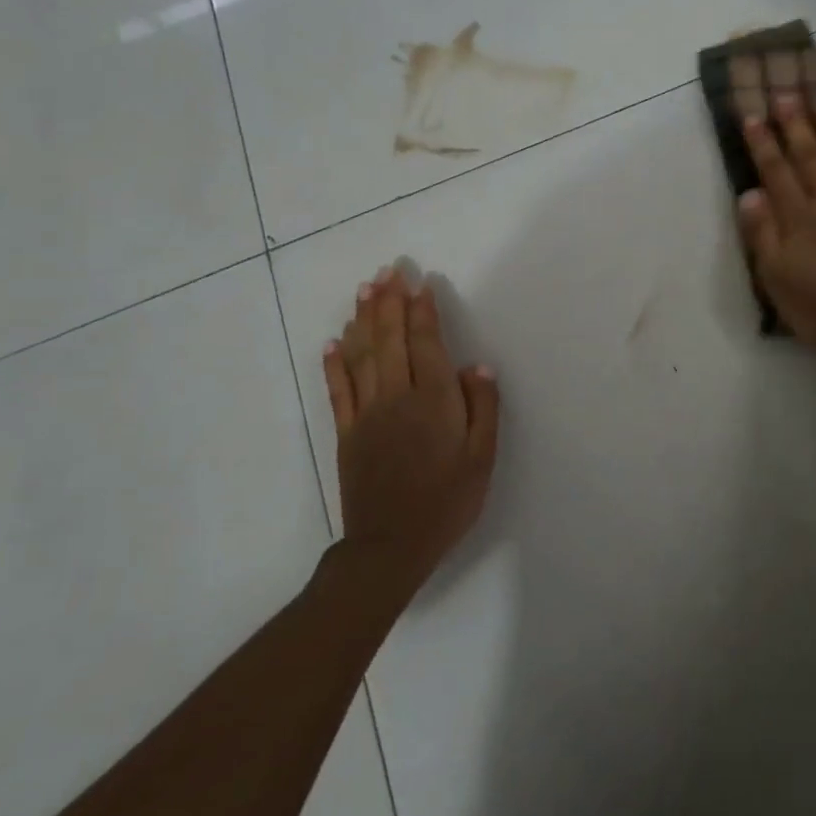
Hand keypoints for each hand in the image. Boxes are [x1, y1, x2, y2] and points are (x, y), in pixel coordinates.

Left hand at [323, 267, 500, 591]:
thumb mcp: (482, 457)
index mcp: (434, 400)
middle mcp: (396, 397)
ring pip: (363, 355)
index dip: (421, 310)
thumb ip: (482, 407)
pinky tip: (332, 341)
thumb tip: (477, 365)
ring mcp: (366, 413)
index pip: (425, 342)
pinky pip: (338, 390)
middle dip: (390, 302)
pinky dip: (334, 363)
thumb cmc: (447, 500)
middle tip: (388, 270)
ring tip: (364, 290)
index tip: (418, 282)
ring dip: (363, 319)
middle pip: (390, 339)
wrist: (391, 546)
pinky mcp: (345, 432)